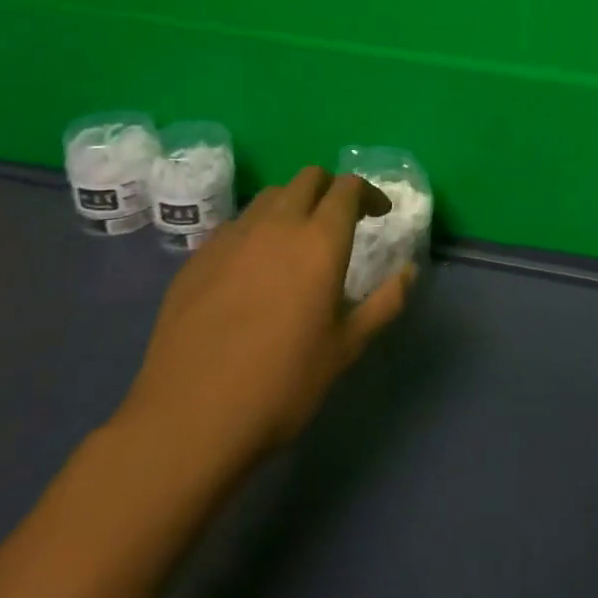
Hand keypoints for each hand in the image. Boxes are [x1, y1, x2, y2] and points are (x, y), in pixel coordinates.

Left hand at [118, 166, 411, 460]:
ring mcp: (232, 237)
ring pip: (270, 196)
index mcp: (320, 241)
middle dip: (330, 189)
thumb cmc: (281, 385)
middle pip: (308, 178)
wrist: (188, 419)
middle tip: (341, 219)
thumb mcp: (345, 349)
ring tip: (297, 240)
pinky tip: (253, 268)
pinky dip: (256, 230)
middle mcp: (277, 225)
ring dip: (292, 204)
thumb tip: (409, 272)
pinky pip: (236, 225)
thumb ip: (383, 304)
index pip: (347, 188)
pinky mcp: (197, 258)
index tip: (379, 214)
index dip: (367, 193)